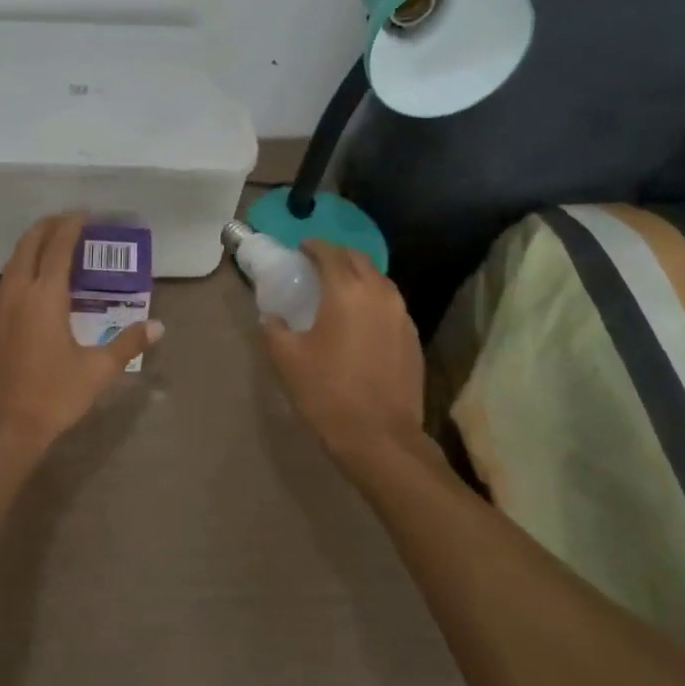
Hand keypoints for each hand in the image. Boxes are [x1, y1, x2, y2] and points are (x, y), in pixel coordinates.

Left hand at [0, 214, 163, 458]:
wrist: (3, 429)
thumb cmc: (53, 396)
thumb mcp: (97, 370)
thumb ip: (127, 343)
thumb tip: (158, 326)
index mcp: (44, 297)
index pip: (58, 248)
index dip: (71, 227)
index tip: (85, 215)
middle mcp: (18, 293)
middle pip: (29, 245)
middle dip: (47, 227)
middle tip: (69, 221)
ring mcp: (0, 307)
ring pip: (14, 261)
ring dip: (32, 245)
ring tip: (53, 243)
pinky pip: (8, 279)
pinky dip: (23, 265)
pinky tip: (36, 280)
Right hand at [260, 240, 425, 463]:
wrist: (381, 439)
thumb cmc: (328, 392)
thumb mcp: (287, 359)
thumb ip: (274, 329)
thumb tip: (271, 317)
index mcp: (346, 291)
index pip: (330, 253)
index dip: (313, 247)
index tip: (300, 250)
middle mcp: (379, 294)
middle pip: (359, 260)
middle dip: (337, 257)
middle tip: (317, 267)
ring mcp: (402, 316)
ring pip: (379, 281)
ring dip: (358, 277)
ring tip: (339, 291)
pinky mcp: (413, 338)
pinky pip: (391, 305)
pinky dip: (373, 301)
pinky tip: (360, 321)